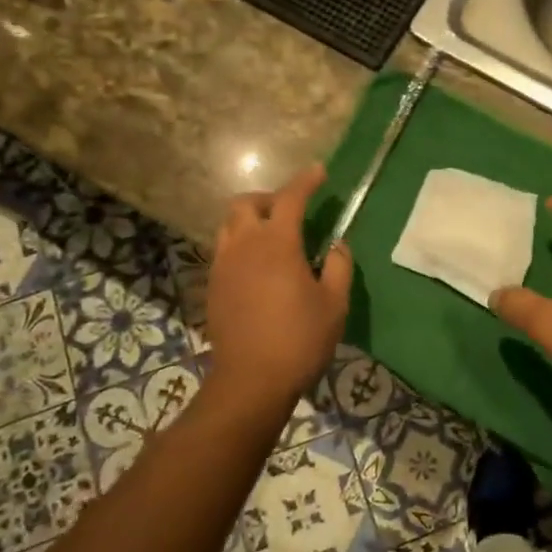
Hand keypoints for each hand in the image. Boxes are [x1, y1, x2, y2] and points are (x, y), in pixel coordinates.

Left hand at [206, 164, 351, 406]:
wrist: (251, 380)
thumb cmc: (300, 340)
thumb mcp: (334, 303)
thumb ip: (338, 266)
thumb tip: (335, 245)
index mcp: (277, 244)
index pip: (290, 198)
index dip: (305, 181)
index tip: (319, 172)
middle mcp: (244, 246)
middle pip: (246, 203)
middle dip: (269, 197)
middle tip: (291, 210)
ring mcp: (223, 266)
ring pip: (229, 225)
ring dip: (251, 220)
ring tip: (273, 237)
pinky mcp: (213, 286)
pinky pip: (224, 250)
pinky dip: (241, 244)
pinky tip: (259, 267)